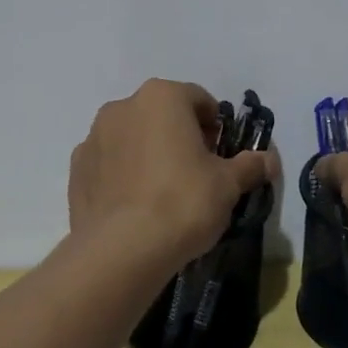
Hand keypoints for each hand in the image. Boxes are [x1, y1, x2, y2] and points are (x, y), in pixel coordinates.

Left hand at [68, 79, 275, 268]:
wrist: (122, 250)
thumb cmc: (183, 202)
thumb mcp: (228, 184)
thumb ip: (250, 166)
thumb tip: (270, 160)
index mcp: (162, 97)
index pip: (199, 100)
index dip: (215, 126)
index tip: (221, 155)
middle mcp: (123, 106)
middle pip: (162, 114)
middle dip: (181, 136)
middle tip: (197, 173)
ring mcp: (94, 137)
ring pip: (132, 137)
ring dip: (149, 152)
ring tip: (164, 192)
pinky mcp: (77, 169)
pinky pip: (109, 163)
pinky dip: (123, 174)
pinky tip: (137, 205)